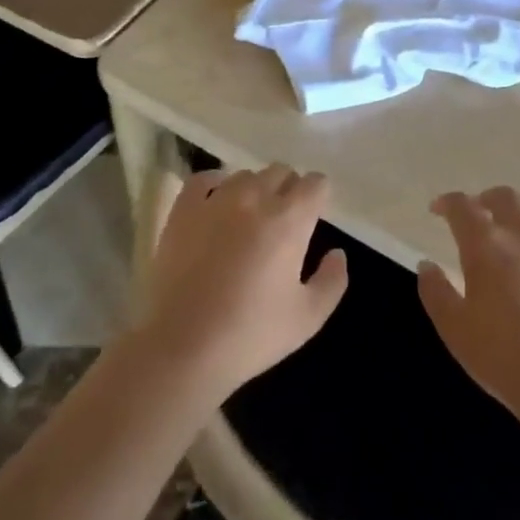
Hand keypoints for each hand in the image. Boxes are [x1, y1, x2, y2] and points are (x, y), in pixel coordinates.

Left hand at [135, 165, 347, 398]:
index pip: (314, 184)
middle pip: (280, 172)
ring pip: (244, 175)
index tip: (315, 215)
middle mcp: (254, 198)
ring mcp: (215, 201)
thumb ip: (333, 280)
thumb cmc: (251, 334)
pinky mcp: (182, 211)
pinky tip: (217, 202)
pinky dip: (214, 184)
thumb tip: (337, 254)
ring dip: (255, 189)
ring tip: (250, 216)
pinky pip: (202, 180)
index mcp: (289, 220)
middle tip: (285, 220)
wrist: (182, 347)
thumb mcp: (308, 318)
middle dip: (289, 189)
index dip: (318, 196)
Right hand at [418, 187, 519, 421]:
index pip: (463, 207)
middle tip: (477, 214)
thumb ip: (435, 292)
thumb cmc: (502, 357)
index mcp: (487, 245)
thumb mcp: (454, 328)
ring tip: (514, 223)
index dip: (447, 203)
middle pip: (505, 196)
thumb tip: (427, 265)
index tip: (438, 210)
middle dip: (485, 198)